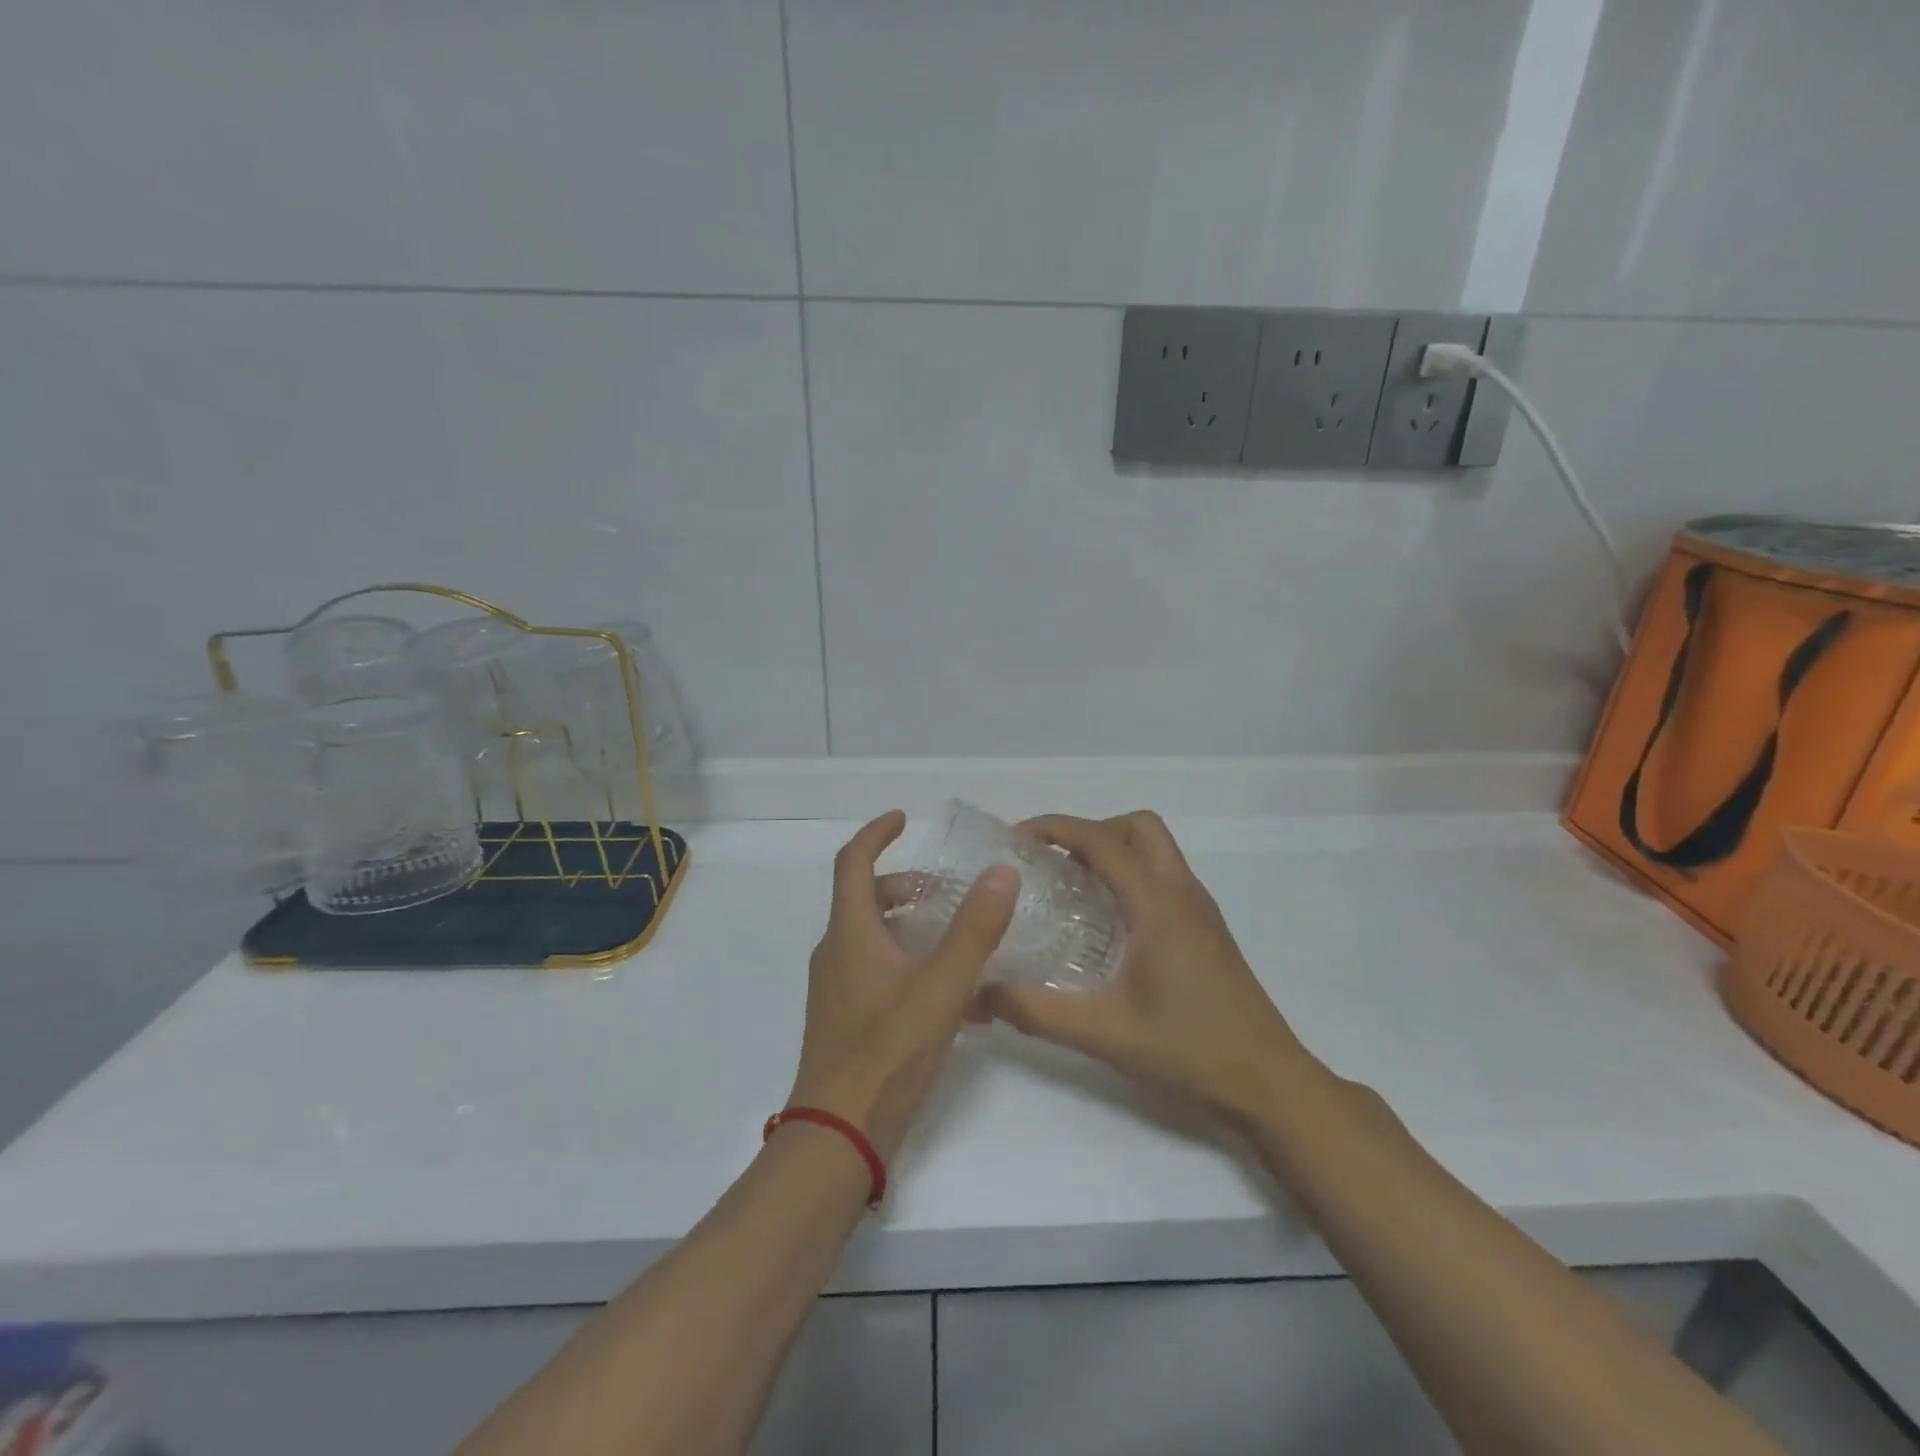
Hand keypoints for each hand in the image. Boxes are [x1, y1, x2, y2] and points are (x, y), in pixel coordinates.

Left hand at [788, 810, 1018, 1162]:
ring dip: (915, 929)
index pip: (853, 863)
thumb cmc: (887, 1052)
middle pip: (867, 901)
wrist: (839, 1137)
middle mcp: (838, 954)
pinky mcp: (848, 1021)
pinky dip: (913, 968)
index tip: (905, 819)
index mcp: (850, 934)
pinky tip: (958, 1001)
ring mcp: (839, 990)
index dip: (877, 834)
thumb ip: (974, 930)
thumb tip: (1002, 872)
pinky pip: (881, 976)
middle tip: (949, 891)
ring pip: (877, 940)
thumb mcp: (941, 987)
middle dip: (907, 887)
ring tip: (963, 942)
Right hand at [976, 811, 1311, 1126]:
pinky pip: (1164, 874)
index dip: (1055, 828)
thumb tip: (981, 991)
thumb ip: (1037, 1011)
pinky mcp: (1207, 927)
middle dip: (1091, 830)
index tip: (1016, 840)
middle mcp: (1182, 892)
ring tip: (1073, 886)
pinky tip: (1108, 921)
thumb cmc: (1189, 1051)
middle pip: (1138, 826)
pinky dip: (1132, 873)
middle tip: (1053, 862)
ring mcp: (1200, 908)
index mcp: (1158, 904)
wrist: (1267, 1081)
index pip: (1102, 840)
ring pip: (1156, 847)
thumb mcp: (1103, 1033)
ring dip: (1114, 849)